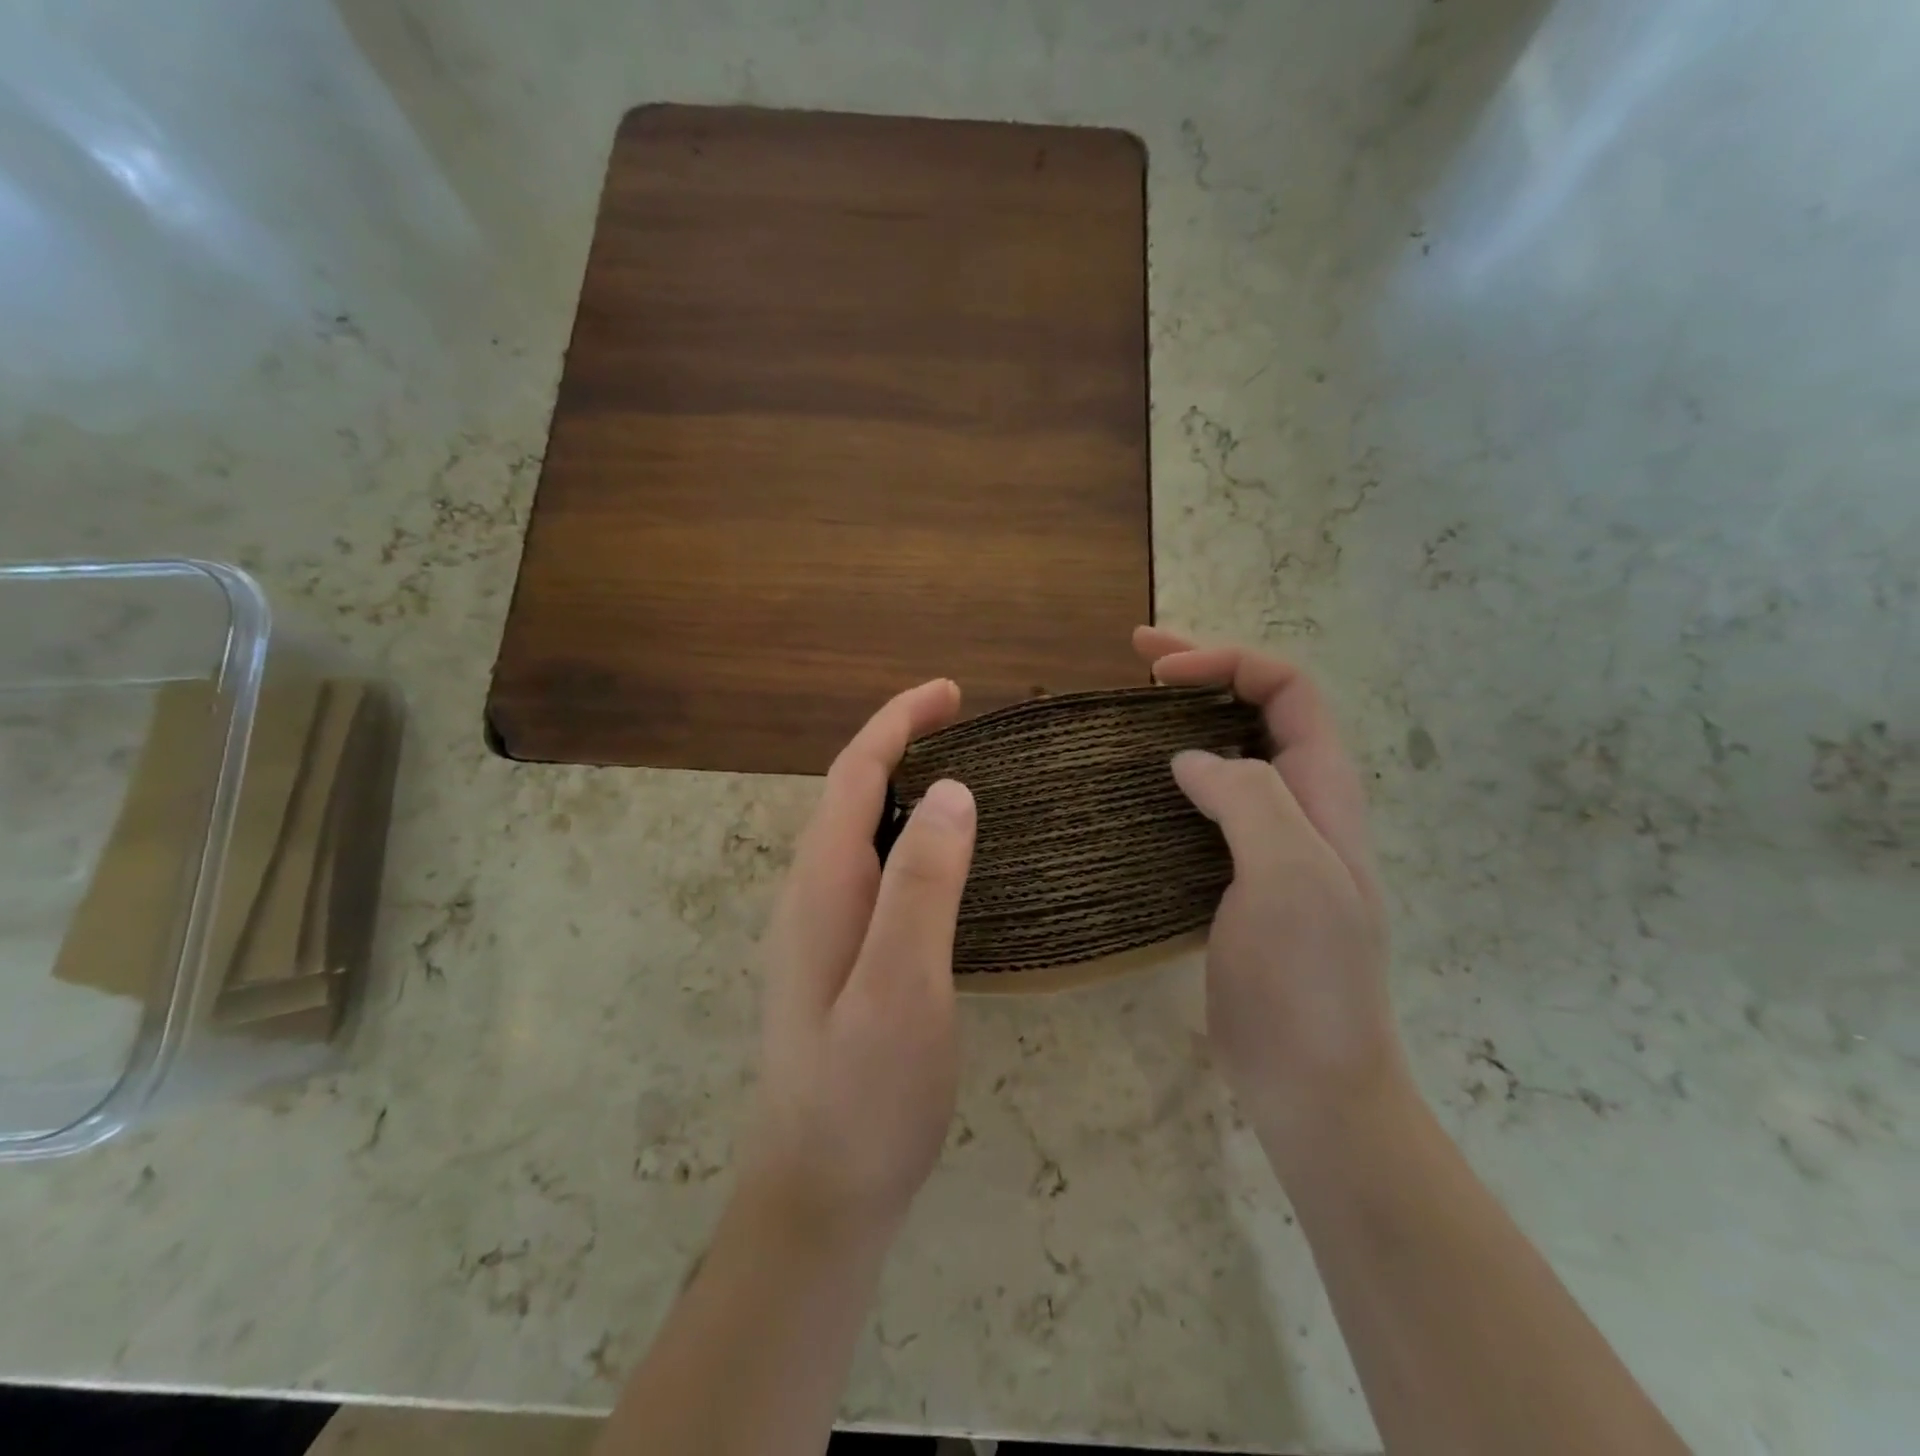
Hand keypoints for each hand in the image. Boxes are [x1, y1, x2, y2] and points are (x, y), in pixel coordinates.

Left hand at [740, 679, 977, 1244]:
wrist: (818, 1197)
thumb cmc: (864, 1094)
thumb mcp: (902, 984)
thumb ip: (921, 885)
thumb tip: (952, 791)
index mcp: (822, 886)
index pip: (856, 774)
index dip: (898, 722)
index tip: (951, 692)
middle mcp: (811, 895)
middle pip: (853, 794)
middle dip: (902, 744)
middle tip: (968, 728)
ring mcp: (820, 929)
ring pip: (861, 833)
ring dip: (905, 790)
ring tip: (965, 779)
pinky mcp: (839, 960)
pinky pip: (873, 872)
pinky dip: (908, 840)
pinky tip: (943, 863)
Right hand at [1133, 627, 1406, 1161]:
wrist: (1310, 1080)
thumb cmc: (1307, 978)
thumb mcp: (1289, 874)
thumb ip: (1249, 799)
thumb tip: (1192, 759)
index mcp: (1324, 792)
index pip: (1287, 690)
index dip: (1226, 662)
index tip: (1156, 671)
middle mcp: (1301, 806)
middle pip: (1259, 710)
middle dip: (1203, 671)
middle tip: (1137, 656)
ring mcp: (1269, 843)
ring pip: (1231, 754)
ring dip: (1185, 720)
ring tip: (1129, 710)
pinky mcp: (1235, 877)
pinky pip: (1206, 806)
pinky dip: (1171, 777)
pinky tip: (1135, 786)